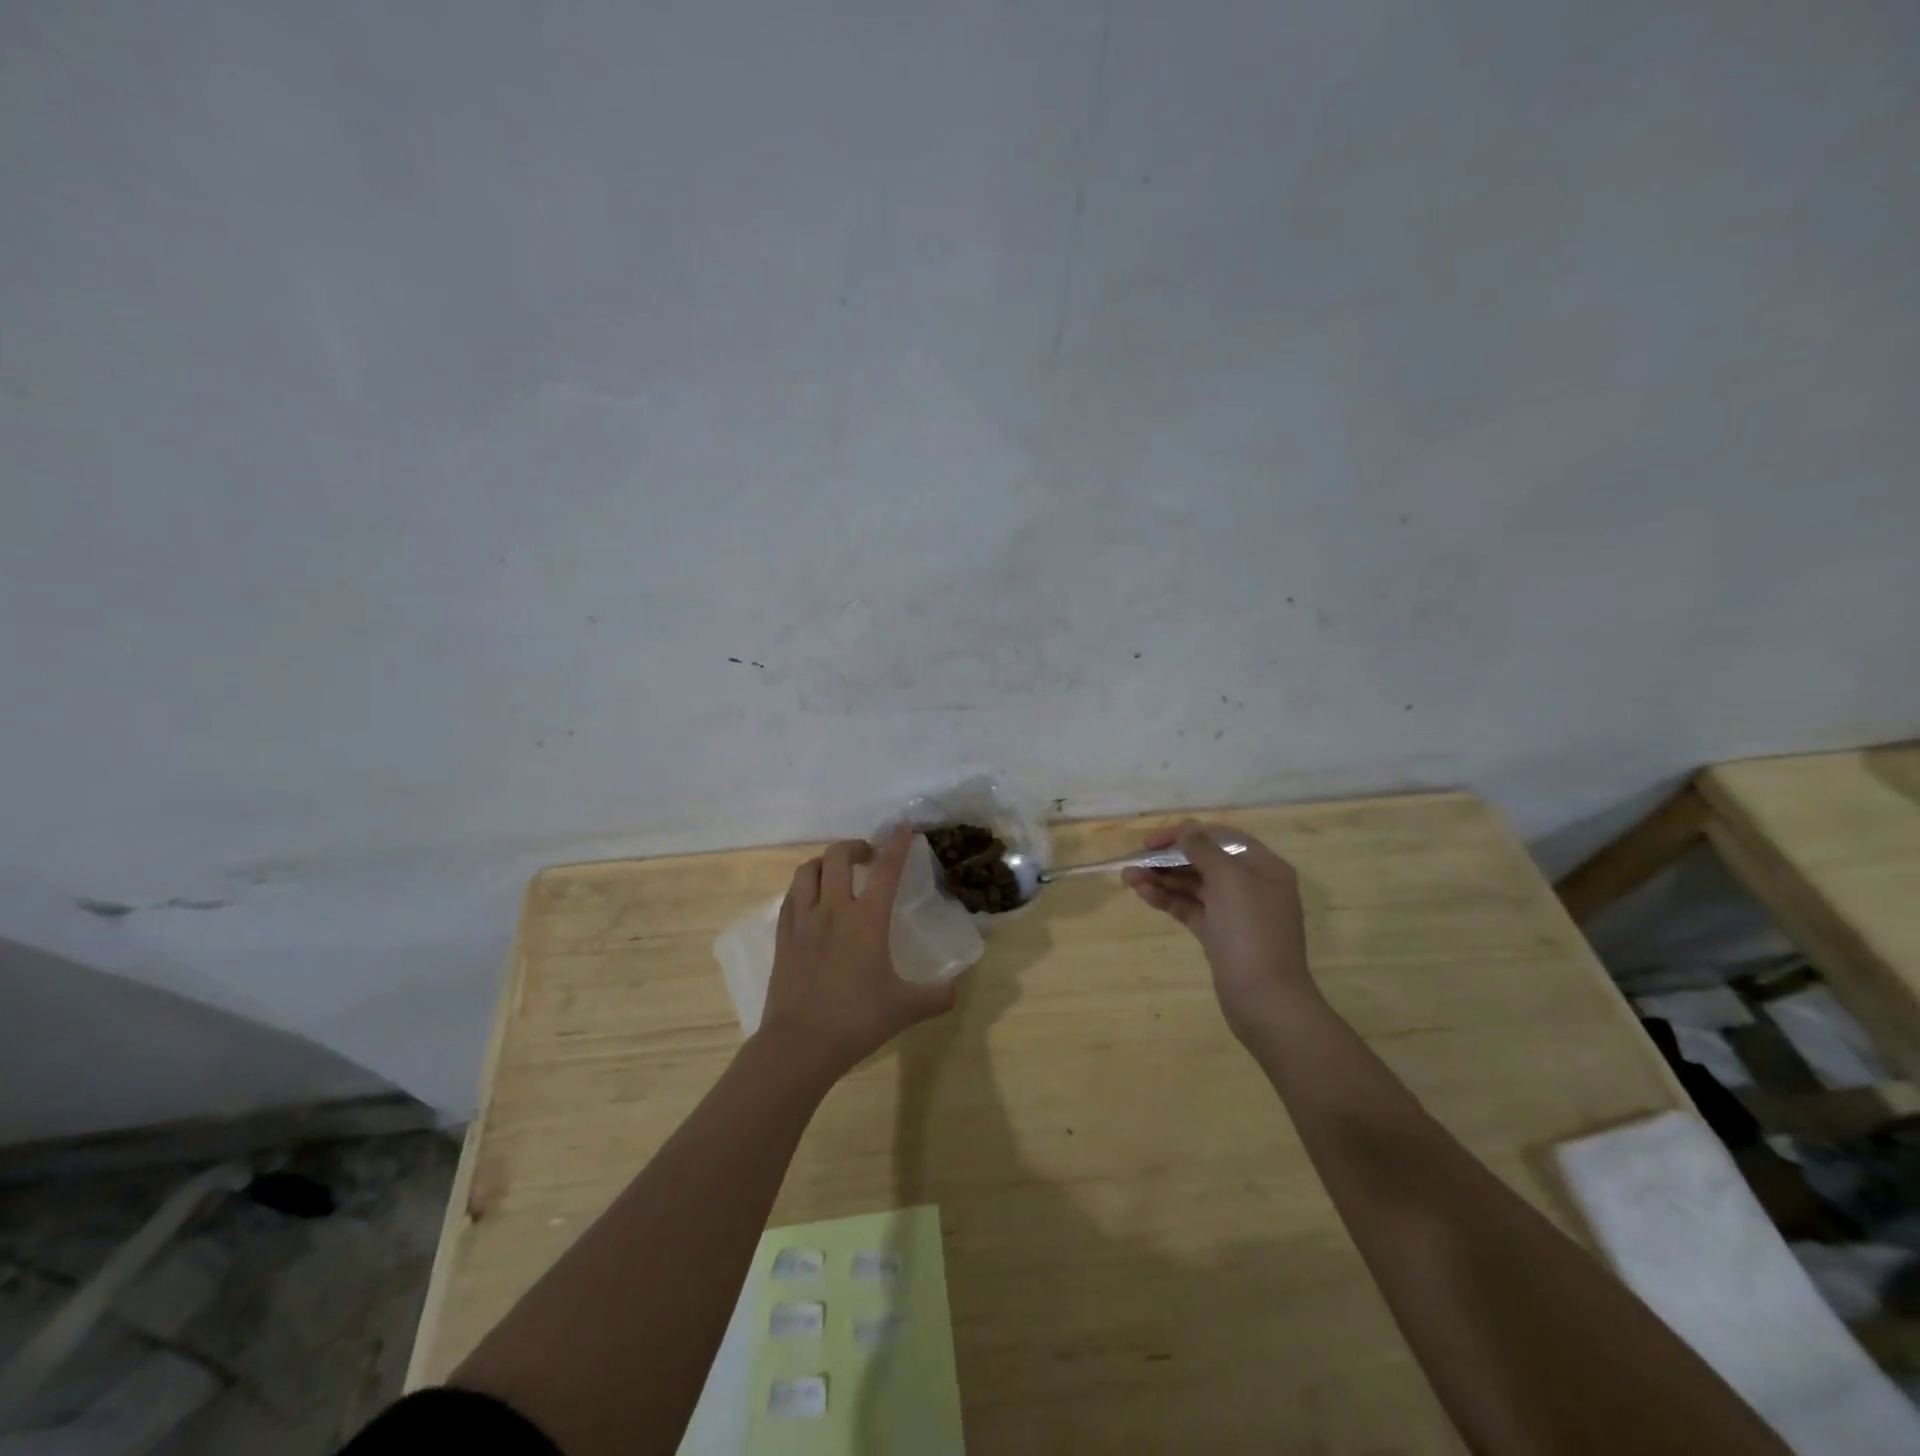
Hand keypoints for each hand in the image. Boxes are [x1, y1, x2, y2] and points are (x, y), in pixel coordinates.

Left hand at [757, 827, 956, 1077]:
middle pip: (839, 856)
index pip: (886, 869)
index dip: (897, 844)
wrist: (799, 1045)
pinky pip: (791, 897)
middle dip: (856, 846)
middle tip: (870, 856)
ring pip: (809, 870)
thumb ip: (937, 996)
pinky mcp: (783, 936)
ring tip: (839, 873)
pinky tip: (812, 900)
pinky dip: (805, 887)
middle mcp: (834, 910)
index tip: (904, 826)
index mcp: (867, 920)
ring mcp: (803, 921)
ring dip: (826, 862)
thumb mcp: (905, 1009)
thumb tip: (957, 988)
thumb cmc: (856, 1021)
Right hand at [1122, 820, 1315, 1039]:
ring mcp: (1234, 912)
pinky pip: (1189, 908)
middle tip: (1135, 860)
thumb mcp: (1229, 879)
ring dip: (1162, 879)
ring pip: (1193, 885)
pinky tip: (1143, 894)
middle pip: (1204, 861)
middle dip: (1169, 858)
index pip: (1220, 837)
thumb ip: (1204, 849)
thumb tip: (1186, 830)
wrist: (1264, 999)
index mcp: (1263, 867)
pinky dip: (1167, 899)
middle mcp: (1251, 885)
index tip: (1153, 841)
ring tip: (1128, 878)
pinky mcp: (1218, 935)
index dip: (1186, 833)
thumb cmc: (1251, 930)